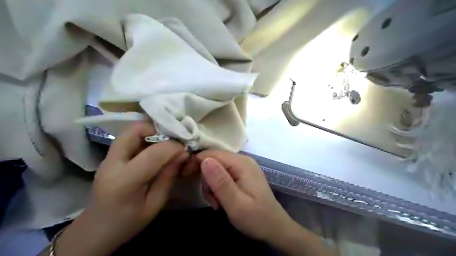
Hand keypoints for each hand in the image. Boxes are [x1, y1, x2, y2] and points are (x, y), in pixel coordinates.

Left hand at [54, 122, 186, 255]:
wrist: (96, 230)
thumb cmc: (128, 222)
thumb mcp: (155, 204)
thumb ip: (169, 177)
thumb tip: (183, 154)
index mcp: (125, 181)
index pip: (152, 154)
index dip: (173, 147)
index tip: (185, 149)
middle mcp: (112, 163)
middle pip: (133, 130)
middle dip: (157, 129)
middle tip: (172, 139)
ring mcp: (108, 158)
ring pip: (130, 130)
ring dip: (150, 131)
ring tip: (165, 143)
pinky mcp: (109, 157)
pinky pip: (128, 138)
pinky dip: (145, 137)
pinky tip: (154, 149)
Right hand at [198, 151, 335, 254]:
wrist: (275, 228)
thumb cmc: (256, 218)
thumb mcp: (236, 204)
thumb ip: (220, 182)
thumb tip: (204, 159)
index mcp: (242, 163)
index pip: (212, 154)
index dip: (197, 163)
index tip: (186, 177)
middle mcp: (243, 160)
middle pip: (214, 160)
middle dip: (207, 179)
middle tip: (211, 199)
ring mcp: (243, 167)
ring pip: (217, 169)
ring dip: (212, 186)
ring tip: (218, 203)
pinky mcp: (242, 175)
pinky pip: (223, 175)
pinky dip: (218, 187)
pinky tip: (222, 200)